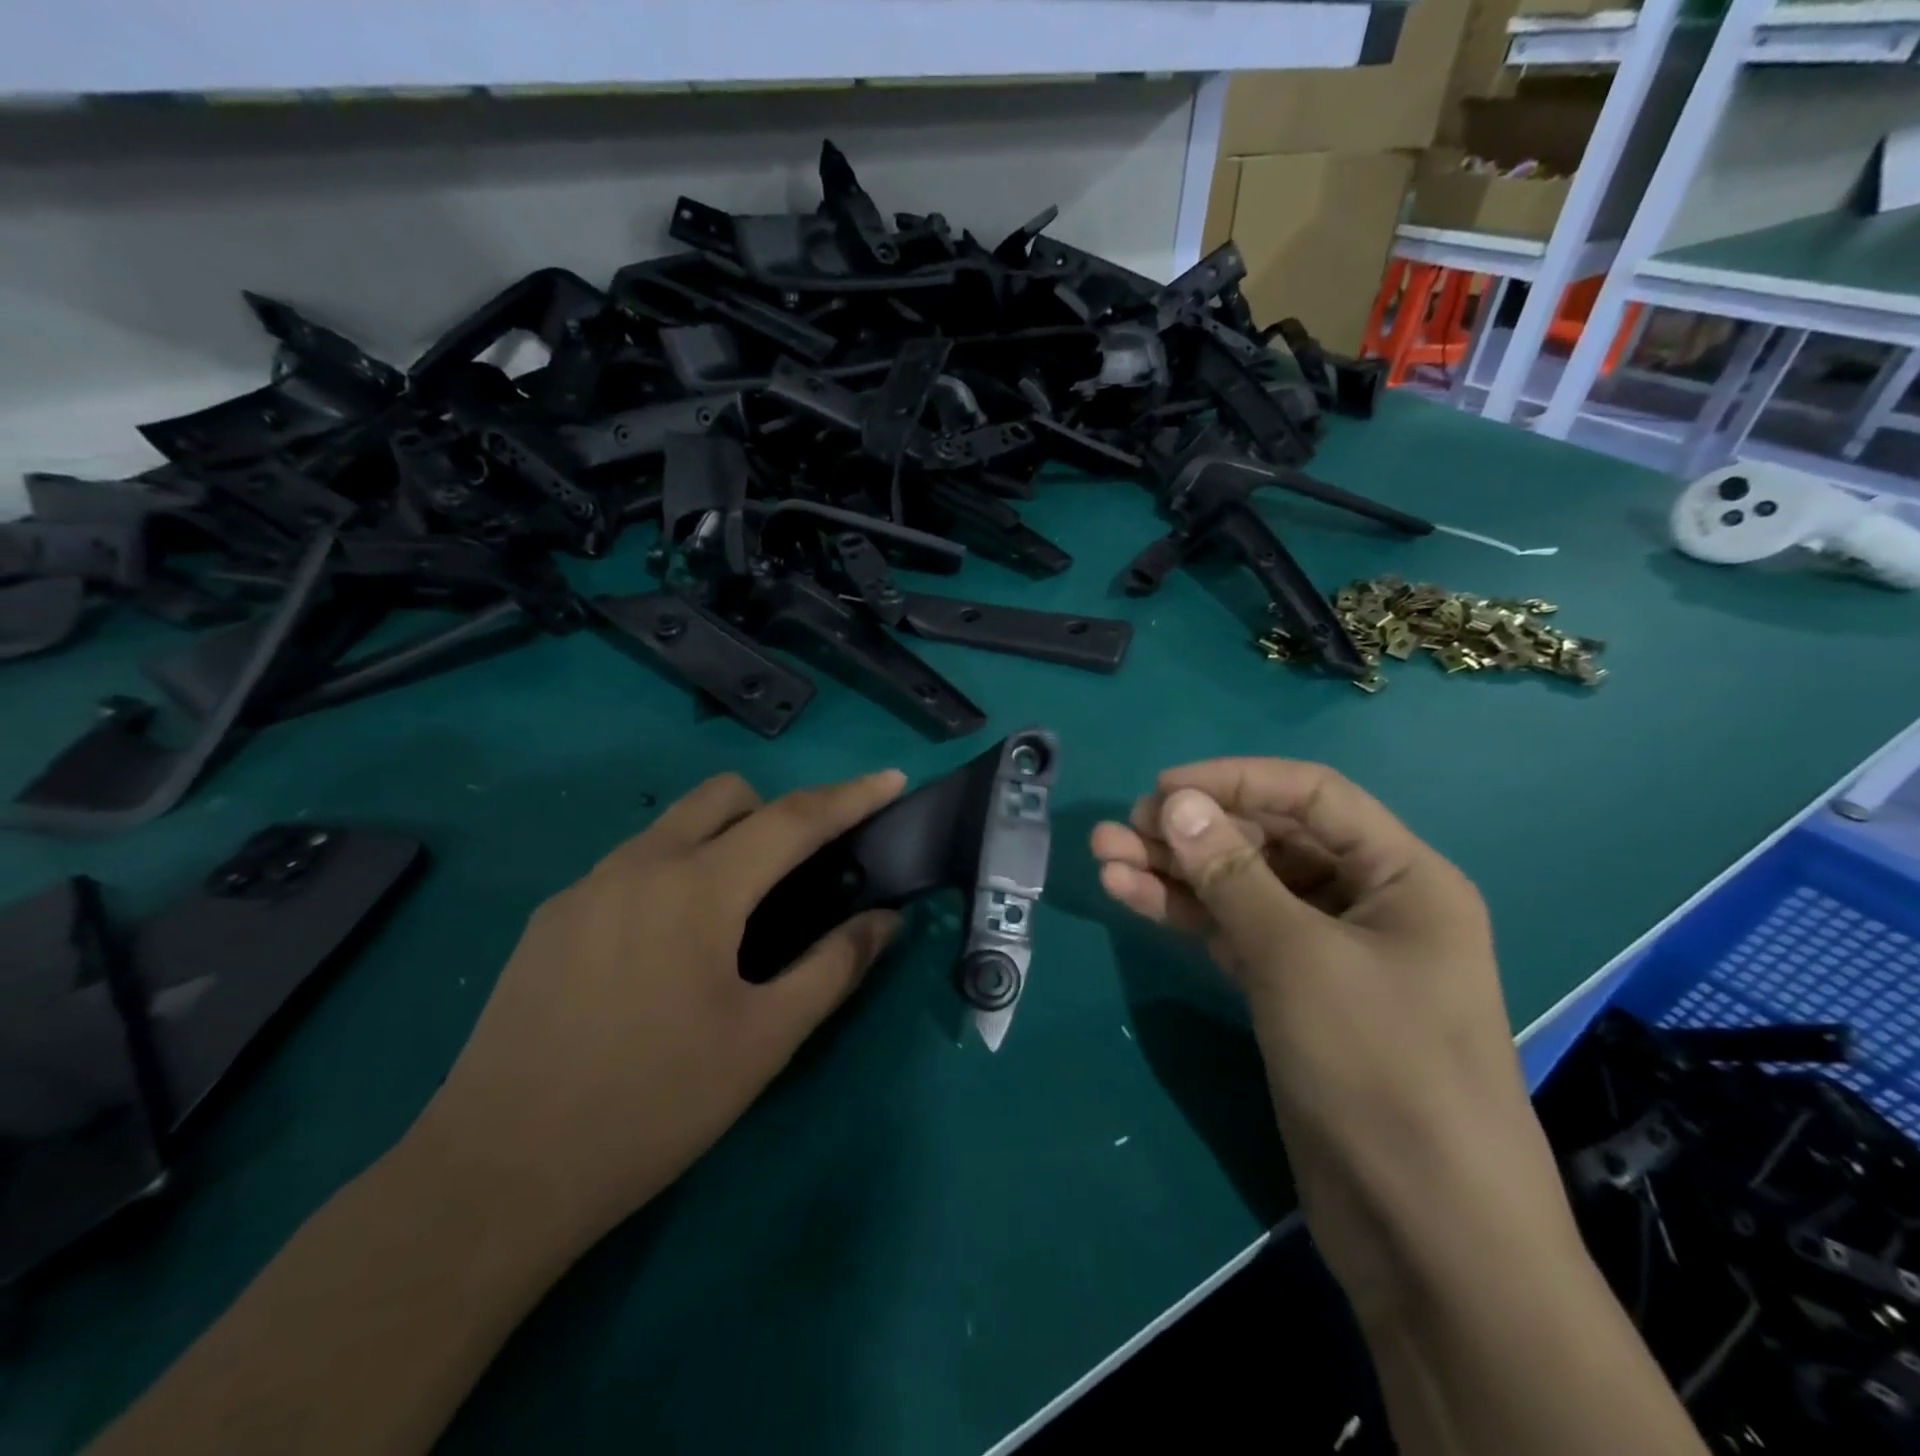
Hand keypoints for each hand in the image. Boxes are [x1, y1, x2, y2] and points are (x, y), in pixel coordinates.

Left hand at [413, 769, 905, 1251]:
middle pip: (725, 795)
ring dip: (721, 840)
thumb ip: (834, 967)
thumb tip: (885, 920)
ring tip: (733, 918)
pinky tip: (665, 950)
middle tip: (799, 873)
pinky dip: (673, 873)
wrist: (497, 1175)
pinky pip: (631, 864)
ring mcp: (586, 887)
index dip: (850, 796)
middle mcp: (640, 865)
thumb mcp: (764, 1042)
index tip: (891, 779)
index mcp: (699, 888)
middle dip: (776, 811)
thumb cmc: (652, 1106)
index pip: (793, 818)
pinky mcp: (551, 918)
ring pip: (673, 824)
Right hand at [1090, 759, 1574, 1317]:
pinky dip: (1185, 915)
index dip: (1234, 780)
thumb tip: (1174, 803)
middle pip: (1269, 841)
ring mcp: (1325, 953)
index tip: (1161, 788)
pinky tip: (1129, 894)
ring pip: (1241, 890)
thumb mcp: (1300, 958)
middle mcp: (1365, 903)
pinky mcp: (1291, 995)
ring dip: (1175, 872)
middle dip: (1193, 831)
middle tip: (1121, 829)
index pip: (1311, 796)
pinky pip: (1232, 935)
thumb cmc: (1382, 1070)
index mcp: (1401, 877)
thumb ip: (1232, 876)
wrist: (1427, 1234)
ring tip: (1103, 855)